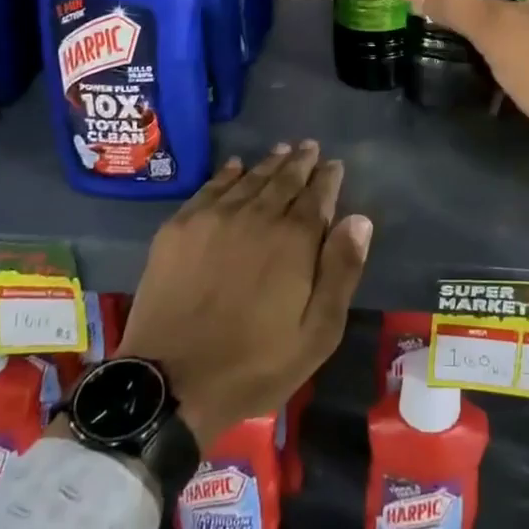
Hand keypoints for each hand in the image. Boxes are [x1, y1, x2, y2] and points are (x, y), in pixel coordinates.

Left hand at [118, 141, 370, 446]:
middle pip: (284, 180)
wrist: (170, 381)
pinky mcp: (180, 227)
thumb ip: (341, 272)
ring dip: (269, 163)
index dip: (328, 178)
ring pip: (249, 179)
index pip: (317, 196)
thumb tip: (359, 220)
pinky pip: (210, 188)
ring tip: (282, 150)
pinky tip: (235, 165)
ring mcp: (214, 218)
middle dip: (301, 162)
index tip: (334, 165)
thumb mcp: (317, 333)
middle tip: (310, 147)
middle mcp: (256, 216)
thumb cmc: (253, 364)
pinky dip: (228, 173)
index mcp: (293, 241)